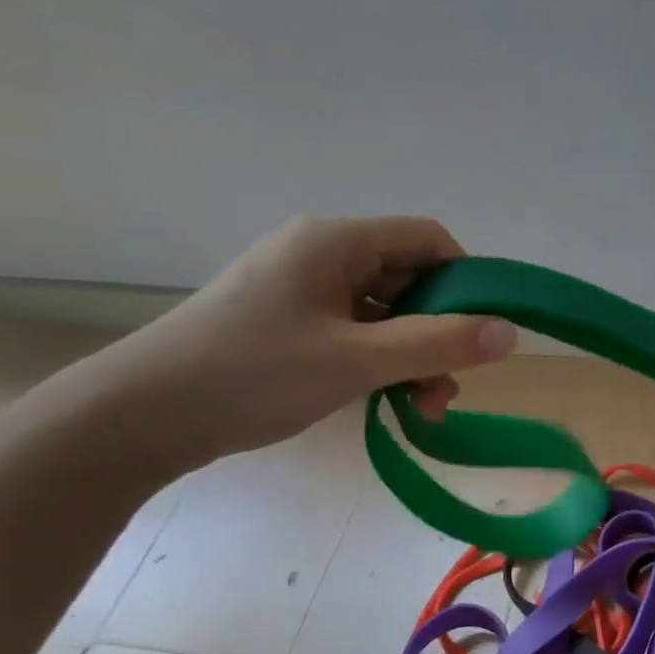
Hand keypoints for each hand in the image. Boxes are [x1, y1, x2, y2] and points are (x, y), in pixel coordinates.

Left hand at [80, 216, 515, 469]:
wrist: (143, 415)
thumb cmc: (254, 374)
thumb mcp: (357, 360)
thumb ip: (438, 344)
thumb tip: (511, 332)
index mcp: (335, 241)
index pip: (426, 238)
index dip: (466, 279)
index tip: (483, 331)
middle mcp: (321, 254)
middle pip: (408, 277)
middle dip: (440, 330)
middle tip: (451, 383)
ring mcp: (302, 289)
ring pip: (384, 311)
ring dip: (414, 354)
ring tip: (425, 406)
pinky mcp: (288, 322)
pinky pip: (355, 331)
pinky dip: (381, 361)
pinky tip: (390, 400)